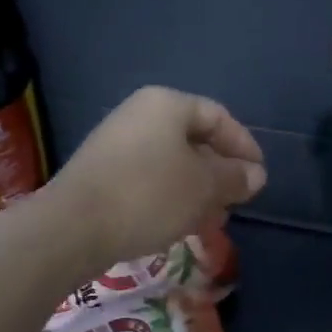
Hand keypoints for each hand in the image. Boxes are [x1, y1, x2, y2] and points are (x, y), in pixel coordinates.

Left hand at [50, 87, 265, 269]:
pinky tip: (181, 224)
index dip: (244, 146)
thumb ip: (234, 177)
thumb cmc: (149, 195)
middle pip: (194, 140)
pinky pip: (150, 179)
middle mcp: (140, 115)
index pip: (218, 117)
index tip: (258, 177)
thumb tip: (256, 174)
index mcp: (167, 105)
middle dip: (220, 172)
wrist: (73, 227)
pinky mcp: (103, 173)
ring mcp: (117, 144)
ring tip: (213, 219)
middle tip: (237, 201)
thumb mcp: (204, 187)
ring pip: (172, 163)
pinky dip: (171, 197)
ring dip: (198, 189)